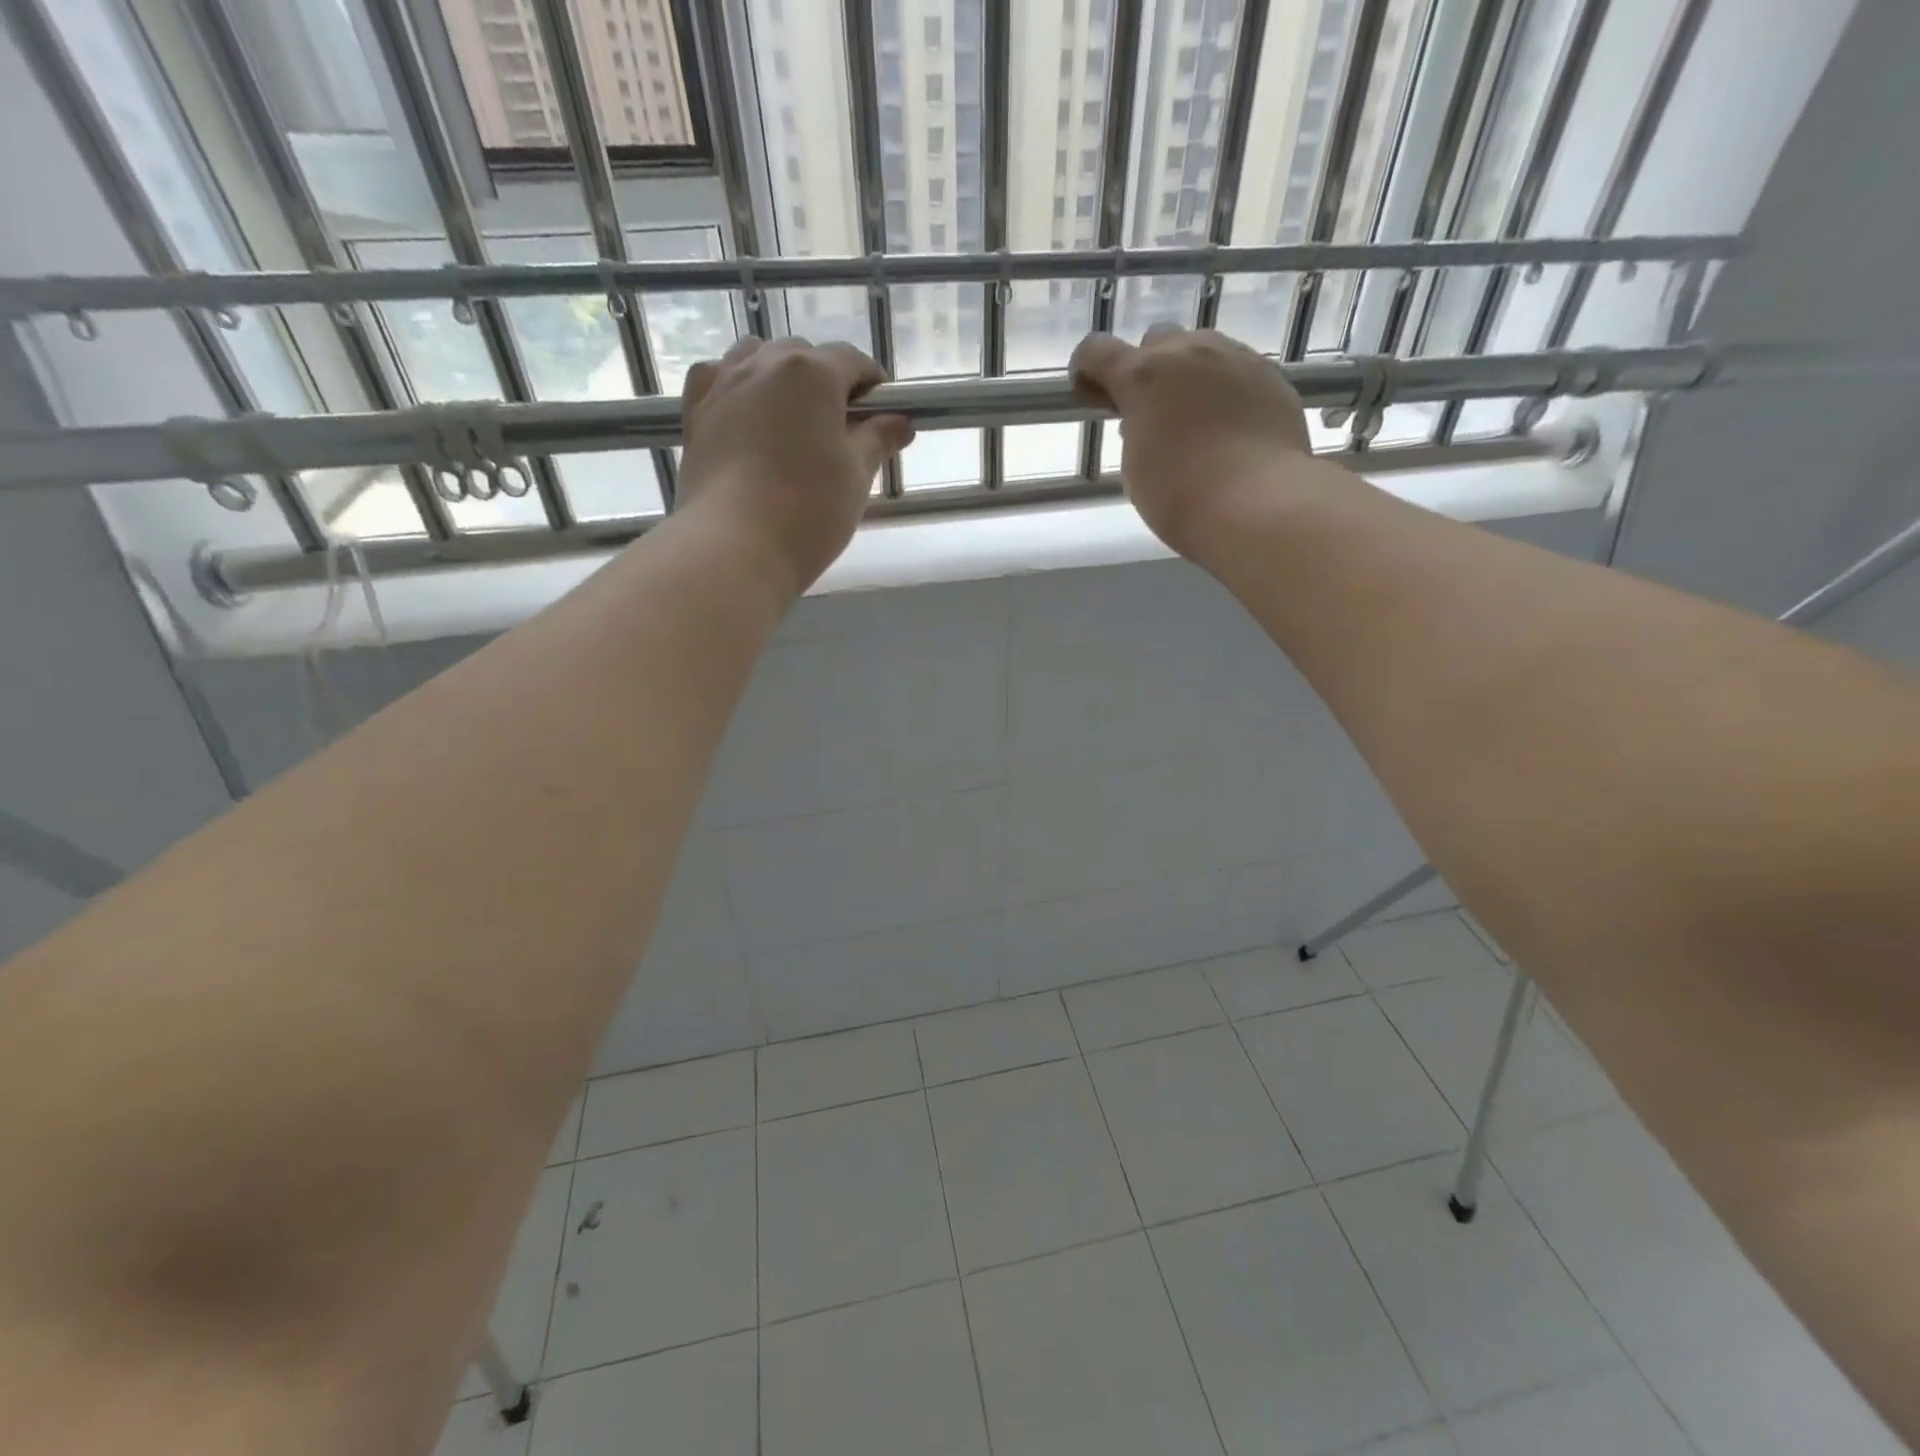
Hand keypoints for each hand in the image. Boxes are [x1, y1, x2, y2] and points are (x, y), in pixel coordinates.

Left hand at [681, 337, 914, 592]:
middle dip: (827, 381)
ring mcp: (723, 385)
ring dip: (780, 376)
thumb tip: (901, 421)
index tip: (884, 414)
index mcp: (812, 374)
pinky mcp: (695, 413)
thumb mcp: (857, 476)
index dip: (873, 384)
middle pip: (804, 356)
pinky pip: (717, 378)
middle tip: (841, 426)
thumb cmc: (809, 510)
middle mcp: (764, 364)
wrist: (734, 547)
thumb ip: (878, 440)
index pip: (852, 361)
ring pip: (756, 357)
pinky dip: (736, 385)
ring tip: (792, 417)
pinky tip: (744, 412)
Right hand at [1070, 325, 1316, 556]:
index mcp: (1143, 376)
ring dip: (1190, 374)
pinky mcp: (1271, 375)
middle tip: (1152, 411)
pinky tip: (1231, 426)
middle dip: (1149, 368)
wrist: (1256, 503)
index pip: (1096, 350)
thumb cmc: (1180, 496)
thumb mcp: (1136, 465)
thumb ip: (1134, 429)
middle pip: (1157, 340)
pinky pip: (1238, 370)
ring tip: (1196, 418)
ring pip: (1203, 349)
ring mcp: (1235, 358)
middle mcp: (1188, 352)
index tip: (1091, 394)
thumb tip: (1145, 418)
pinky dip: (1226, 389)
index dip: (1087, 369)